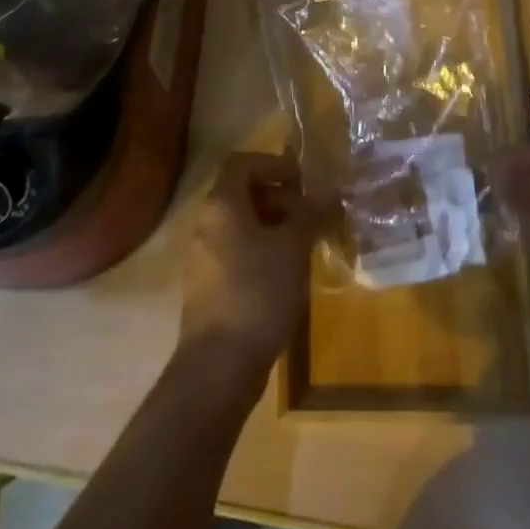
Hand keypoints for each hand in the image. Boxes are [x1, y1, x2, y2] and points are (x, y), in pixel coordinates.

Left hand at [179, 151, 321, 372]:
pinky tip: (285, 273)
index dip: (274, 163)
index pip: (242, 162)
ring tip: (304, 243)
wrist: (218, 365)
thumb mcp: (293, 248)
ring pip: (240, 224)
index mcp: (221, 204)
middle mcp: (206, 223)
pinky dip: (261, 250)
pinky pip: (236, 251)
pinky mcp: (208, 286)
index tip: (302, 180)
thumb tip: (326, 195)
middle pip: (241, 192)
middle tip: (309, 213)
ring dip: (272, 225)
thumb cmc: (258, 292)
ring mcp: (203, 256)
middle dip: (278, 196)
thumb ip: (309, 215)